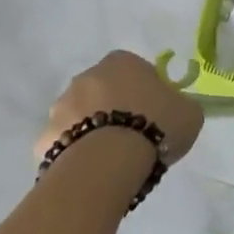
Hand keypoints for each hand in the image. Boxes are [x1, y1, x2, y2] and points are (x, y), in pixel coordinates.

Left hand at [37, 50, 204, 164]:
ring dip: (92, 129)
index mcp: (121, 62)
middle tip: (134, 135)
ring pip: (80, 116)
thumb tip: (174, 109)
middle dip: (115, 108)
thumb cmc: (155, 125)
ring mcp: (60, 106)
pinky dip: (75, 154)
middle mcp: (87, 76)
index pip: (135, 68)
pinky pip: (64, 144)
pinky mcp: (44, 139)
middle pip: (104, 90)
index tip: (156, 112)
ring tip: (112, 159)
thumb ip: (181, 105)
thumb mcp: (189, 112)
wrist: (108, 162)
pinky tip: (91, 171)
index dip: (146, 90)